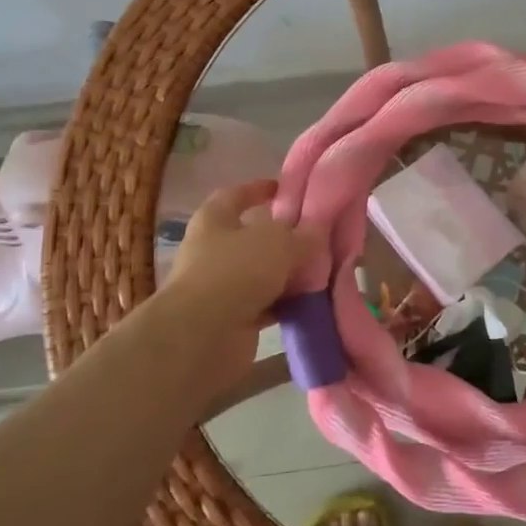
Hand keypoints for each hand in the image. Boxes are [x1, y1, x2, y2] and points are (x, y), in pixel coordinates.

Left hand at [149, 180, 305, 394]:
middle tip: (315, 236)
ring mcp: (221, 287)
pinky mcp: (233, 320)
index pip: (235, 195)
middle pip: (252, 238)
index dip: (258, 190)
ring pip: (262, 274)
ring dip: (288, 274)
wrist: (203, 336)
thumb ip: (303, 235)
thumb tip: (319, 233)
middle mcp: (213, 251)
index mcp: (214, 220)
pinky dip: (287, 303)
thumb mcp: (279, 242)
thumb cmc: (235, 271)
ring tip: (322, 269)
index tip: (284, 189)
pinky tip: (312, 301)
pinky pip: (267, 305)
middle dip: (282, 238)